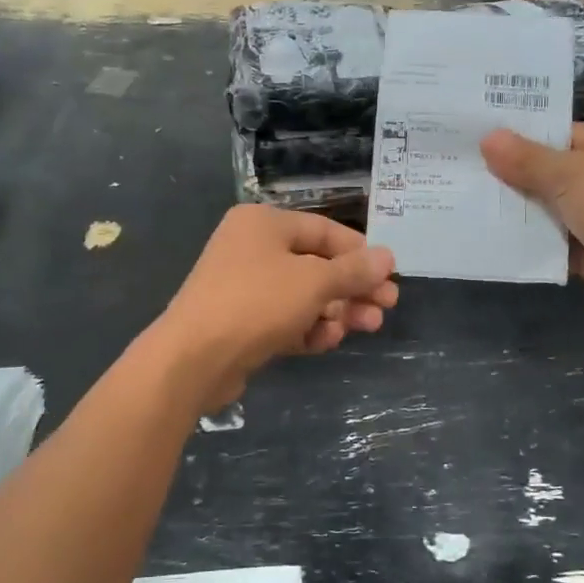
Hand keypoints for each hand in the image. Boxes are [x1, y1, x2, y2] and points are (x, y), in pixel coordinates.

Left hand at [155, 205, 397, 406]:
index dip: (361, 254)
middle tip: (385, 308)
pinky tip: (326, 342)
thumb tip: (387, 257)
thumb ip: (353, 270)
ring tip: (364, 328)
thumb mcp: (314, 283)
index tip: (390, 277)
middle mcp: (252, 248)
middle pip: (317, 265)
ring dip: (336, 311)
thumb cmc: (257, 303)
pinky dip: (308, 328)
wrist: (193, 359)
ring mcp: (244, 286)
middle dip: (352, 288)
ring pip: (303, 295)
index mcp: (264, 223)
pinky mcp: (241, 322)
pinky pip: (284, 318)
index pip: (325, 231)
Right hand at [481, 124, 583, 336]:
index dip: (534, 137)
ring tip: (478, 198)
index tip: (492, 139)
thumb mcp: (572, 174)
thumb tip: (488, 138)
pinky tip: (498, 232)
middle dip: (524, 174)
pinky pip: (559, 242)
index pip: (575, 135)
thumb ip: (528, 159)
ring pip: (560, 209)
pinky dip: (535, 240)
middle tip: (476, 168)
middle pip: (565, 173)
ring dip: (527, 209)